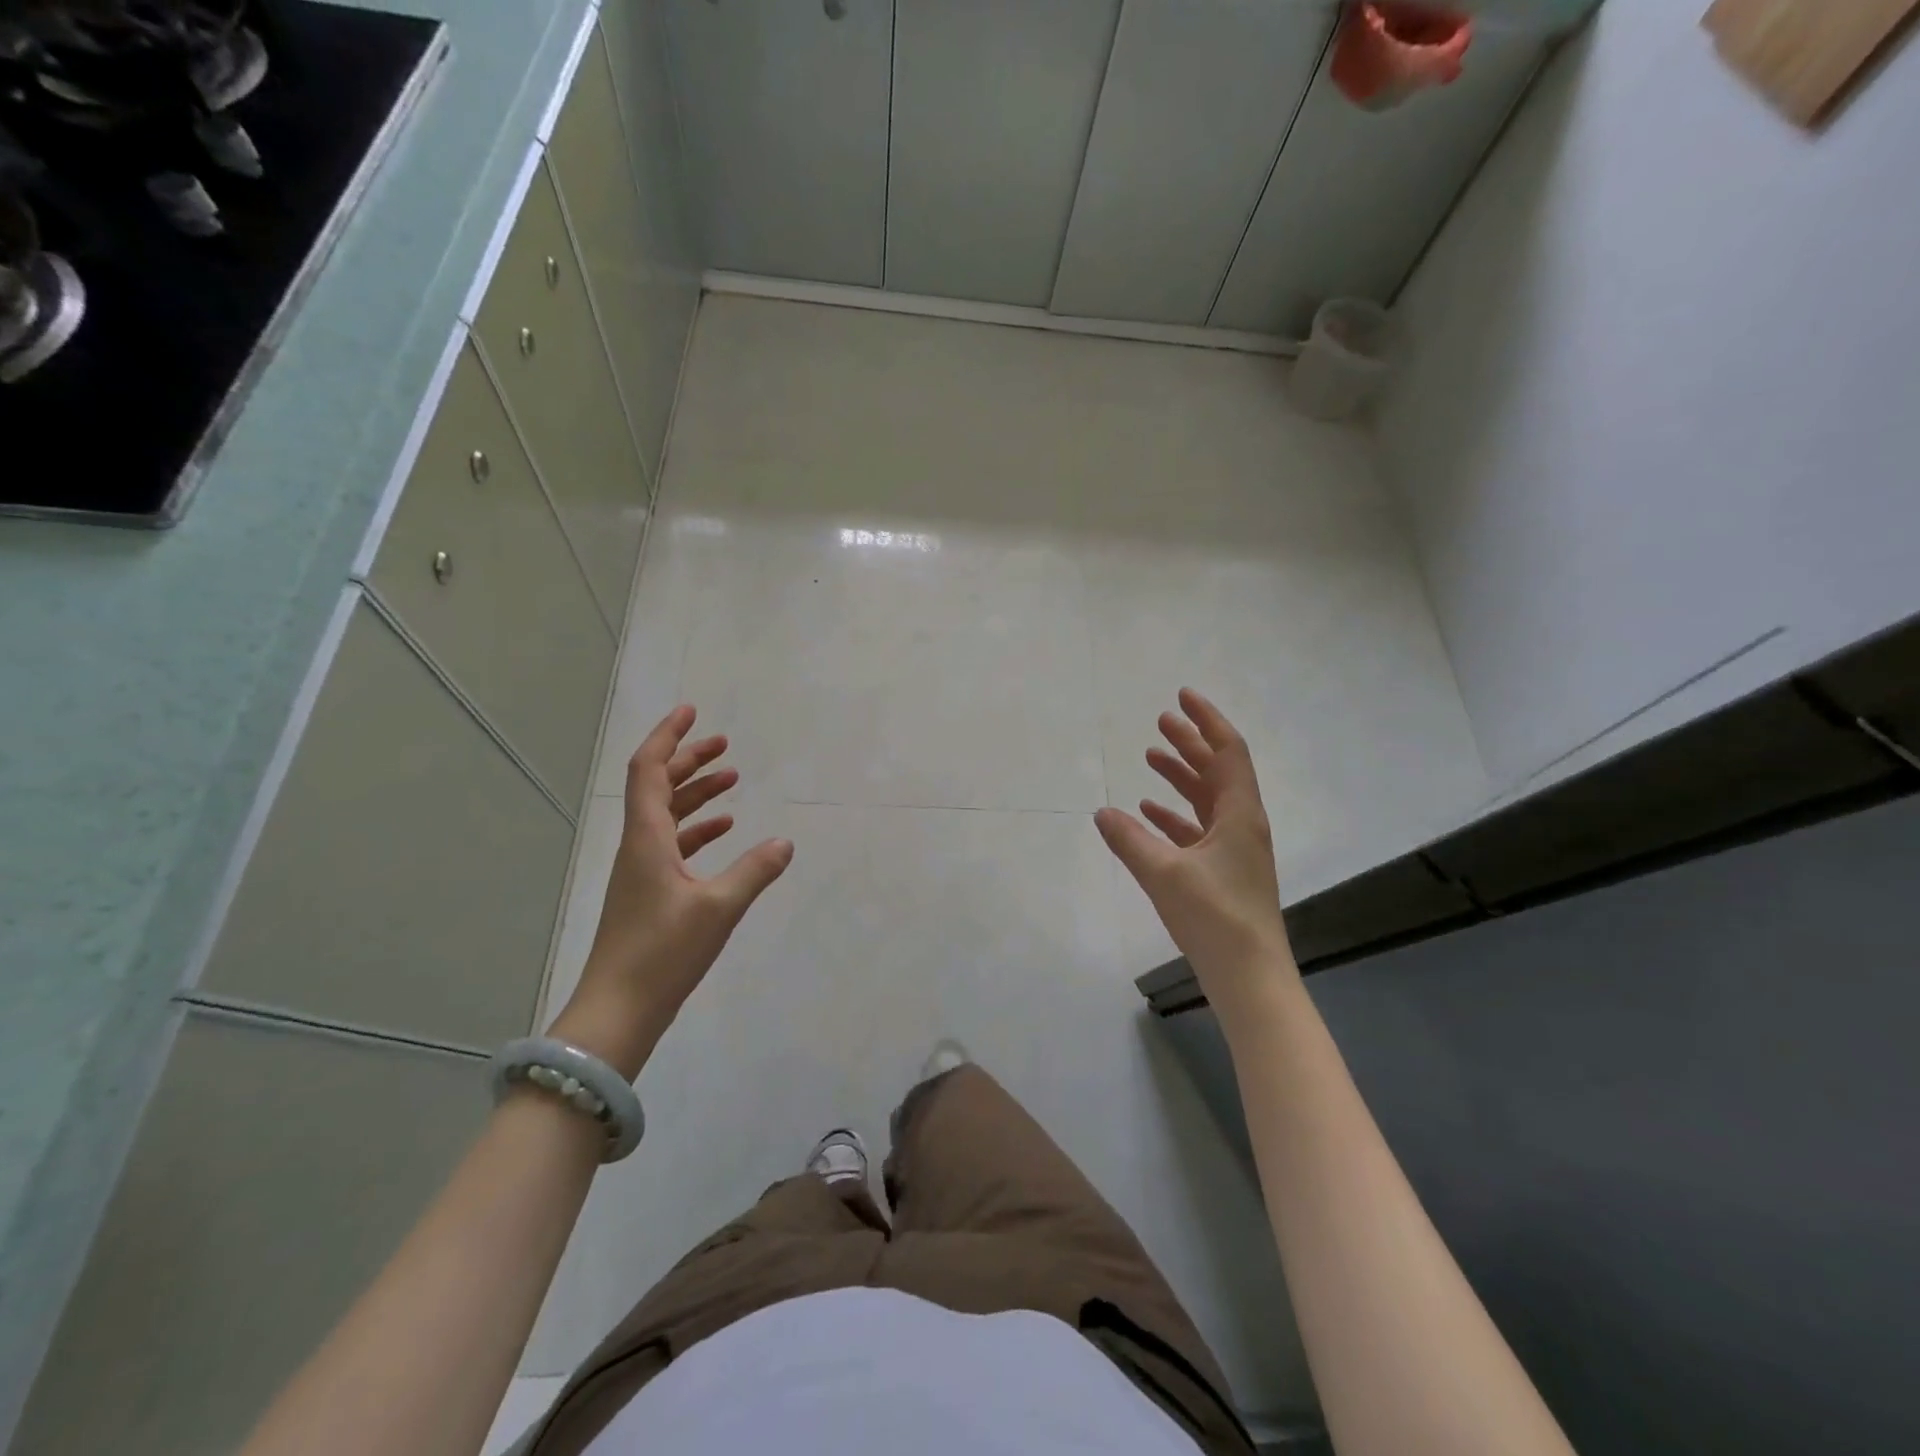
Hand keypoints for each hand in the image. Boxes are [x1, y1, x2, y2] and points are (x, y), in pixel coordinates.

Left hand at [551, 705, 792, 1078]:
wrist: (617, 1013)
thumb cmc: (662, 955)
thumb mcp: (718, 909)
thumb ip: (754, 871)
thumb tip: (785, 842)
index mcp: (646, 839)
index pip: (648, 770)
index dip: (668, 736)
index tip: (692, 712)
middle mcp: (639, 846)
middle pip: (658, 787)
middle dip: (689, 760)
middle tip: (724, 744)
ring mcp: (641, 872)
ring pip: (667, 816)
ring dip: (696, 793)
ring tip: (732, 779)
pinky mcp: (649, 894)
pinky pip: (674, 845)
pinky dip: (698, 829)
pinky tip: (725, 831)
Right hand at [1095, 689, 1297, 1012]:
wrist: (1250, 977)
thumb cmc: (1214, 918)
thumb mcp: (1163, 874)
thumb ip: (1130, 839)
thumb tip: (1101, 812)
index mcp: (1239, 814)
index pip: (1227, 751)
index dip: (1206, 720)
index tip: (1182, 695)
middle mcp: (1242, 824)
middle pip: (1217, 769)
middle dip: (1190, 742)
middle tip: (1161, 720)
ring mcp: (1235, 849)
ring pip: (1207, 798)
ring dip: (1181, 775)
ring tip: (1150, 757)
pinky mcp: (1224, 871)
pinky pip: (1198, 828)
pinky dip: (1175, 814)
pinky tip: (1148, 812)